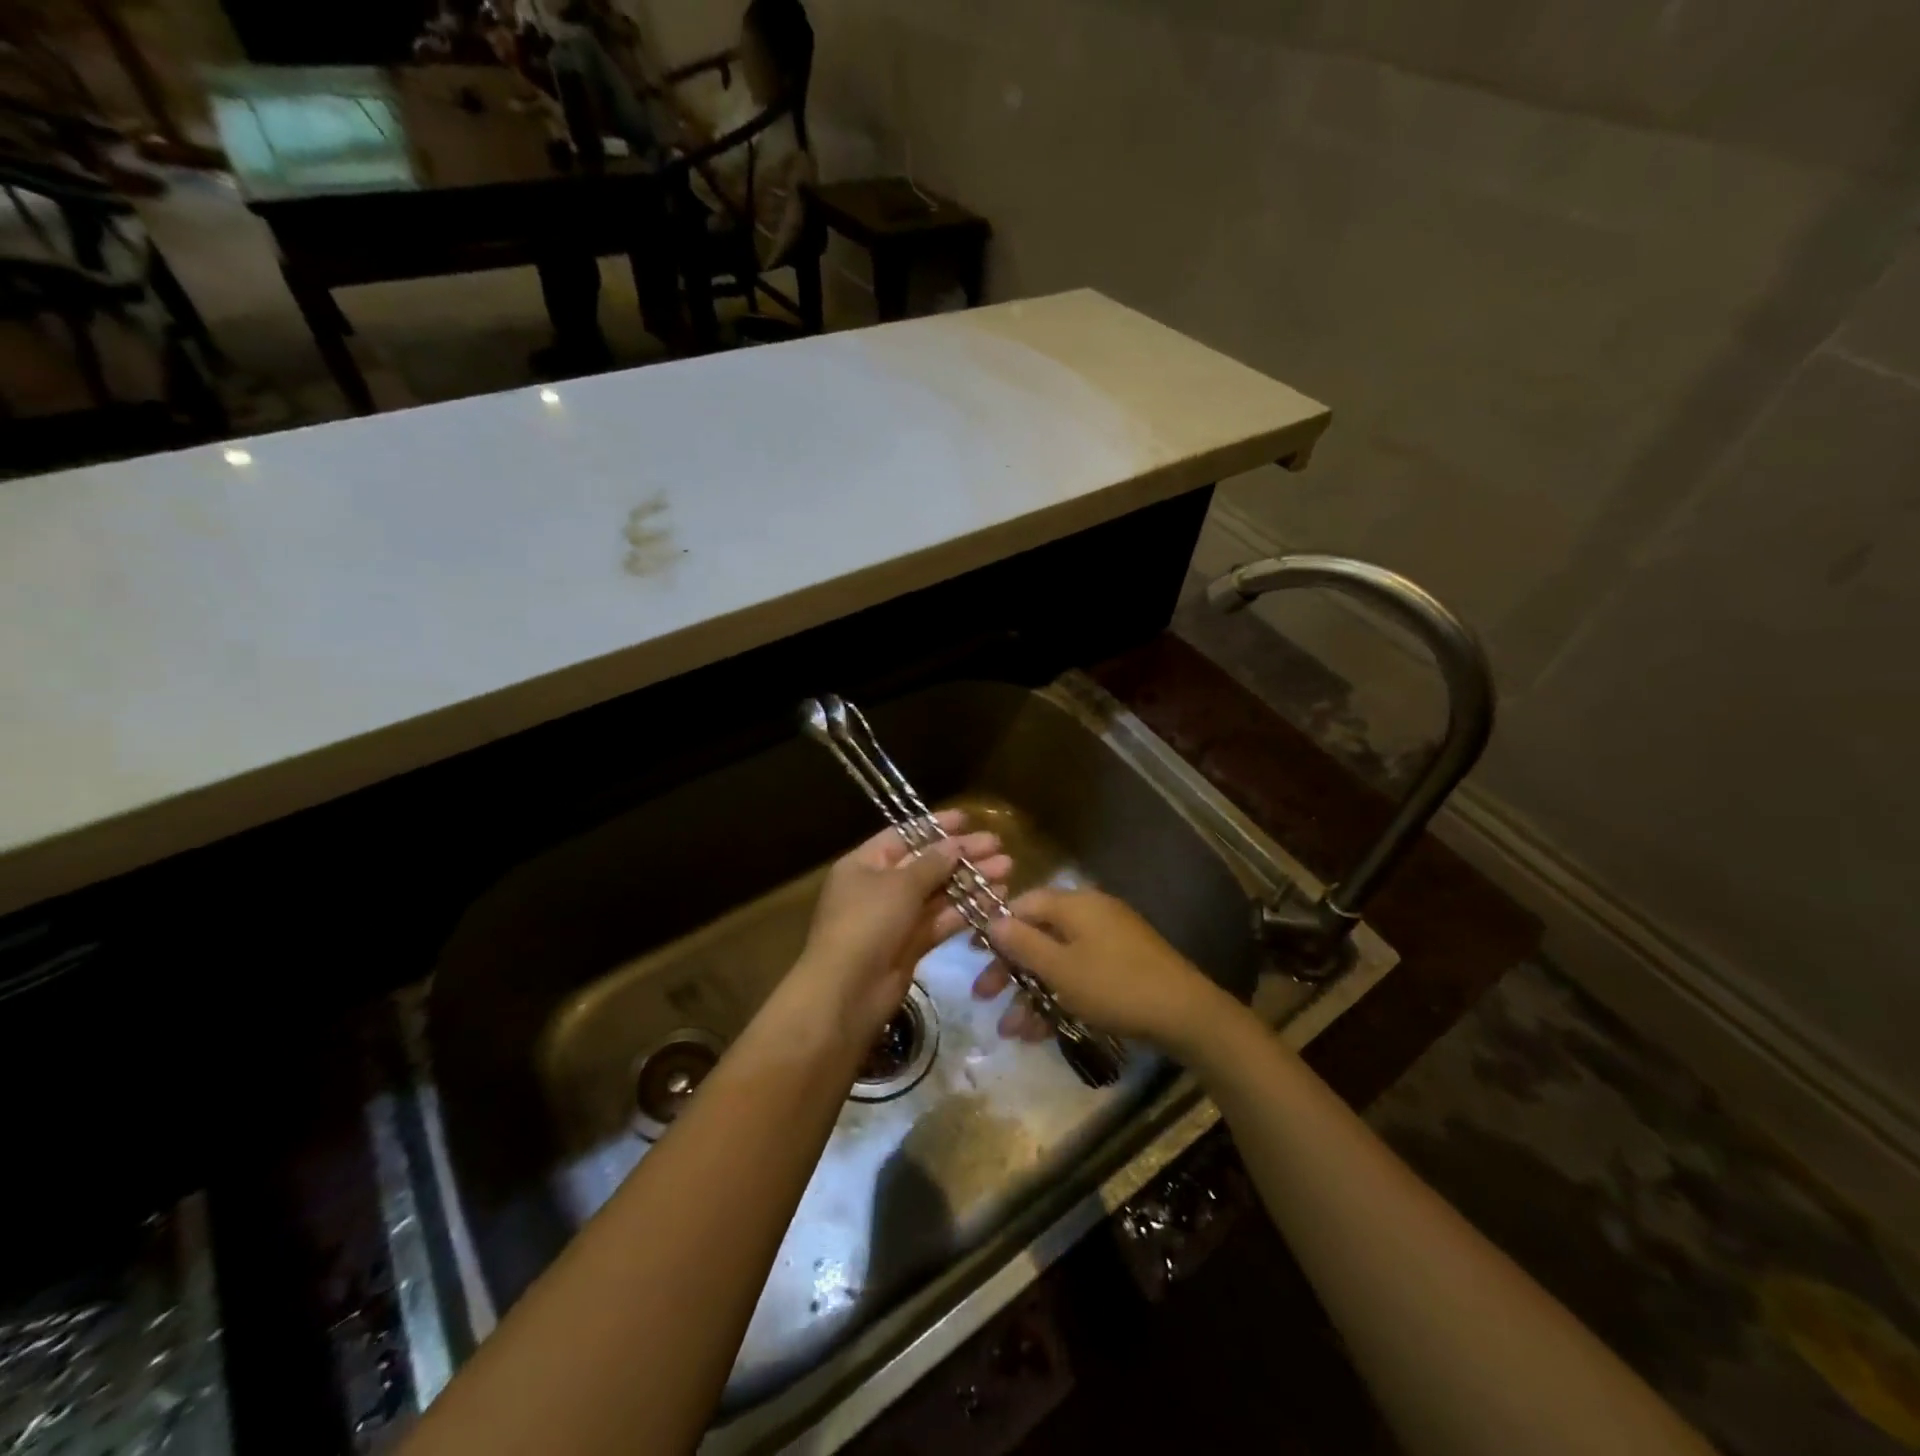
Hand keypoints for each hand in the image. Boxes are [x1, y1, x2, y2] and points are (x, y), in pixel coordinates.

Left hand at [796, 811, 1009, 1037]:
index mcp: (864, 864)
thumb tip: (955, 844)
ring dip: (971, 881)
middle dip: (962, 854)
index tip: (968, 819)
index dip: (936, 826)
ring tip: (1007, 870)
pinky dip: (966, 909)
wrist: (847, 993)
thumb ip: (932, 863)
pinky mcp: (912, 945)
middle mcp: (879, 887)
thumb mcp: (899, 885)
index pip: (904, 835)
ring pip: (939, 893)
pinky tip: (995, 899)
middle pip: (926, 863)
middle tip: (999, 846)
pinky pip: (941, 920)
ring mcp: (896, 918)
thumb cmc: (866, 924)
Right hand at [975, 888, 1238, 1052]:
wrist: (1186, 1014)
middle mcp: (1089, 915)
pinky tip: (1040, 1033)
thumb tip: (992, 919)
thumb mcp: (1061, 968)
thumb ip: (1023, 943)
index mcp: (1074, 904)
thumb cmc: (1115, 986)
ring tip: (1011, 1031)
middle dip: (1009, 968)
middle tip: (984, 997)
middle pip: (1038, 934)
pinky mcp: (1121, 966)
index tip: (973, 954)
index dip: (996, 927)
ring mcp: (1108, 940)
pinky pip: (1078, 975)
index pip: (1023, 904)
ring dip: (1031, 993)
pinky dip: (1058, 997)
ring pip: (1057, 961)